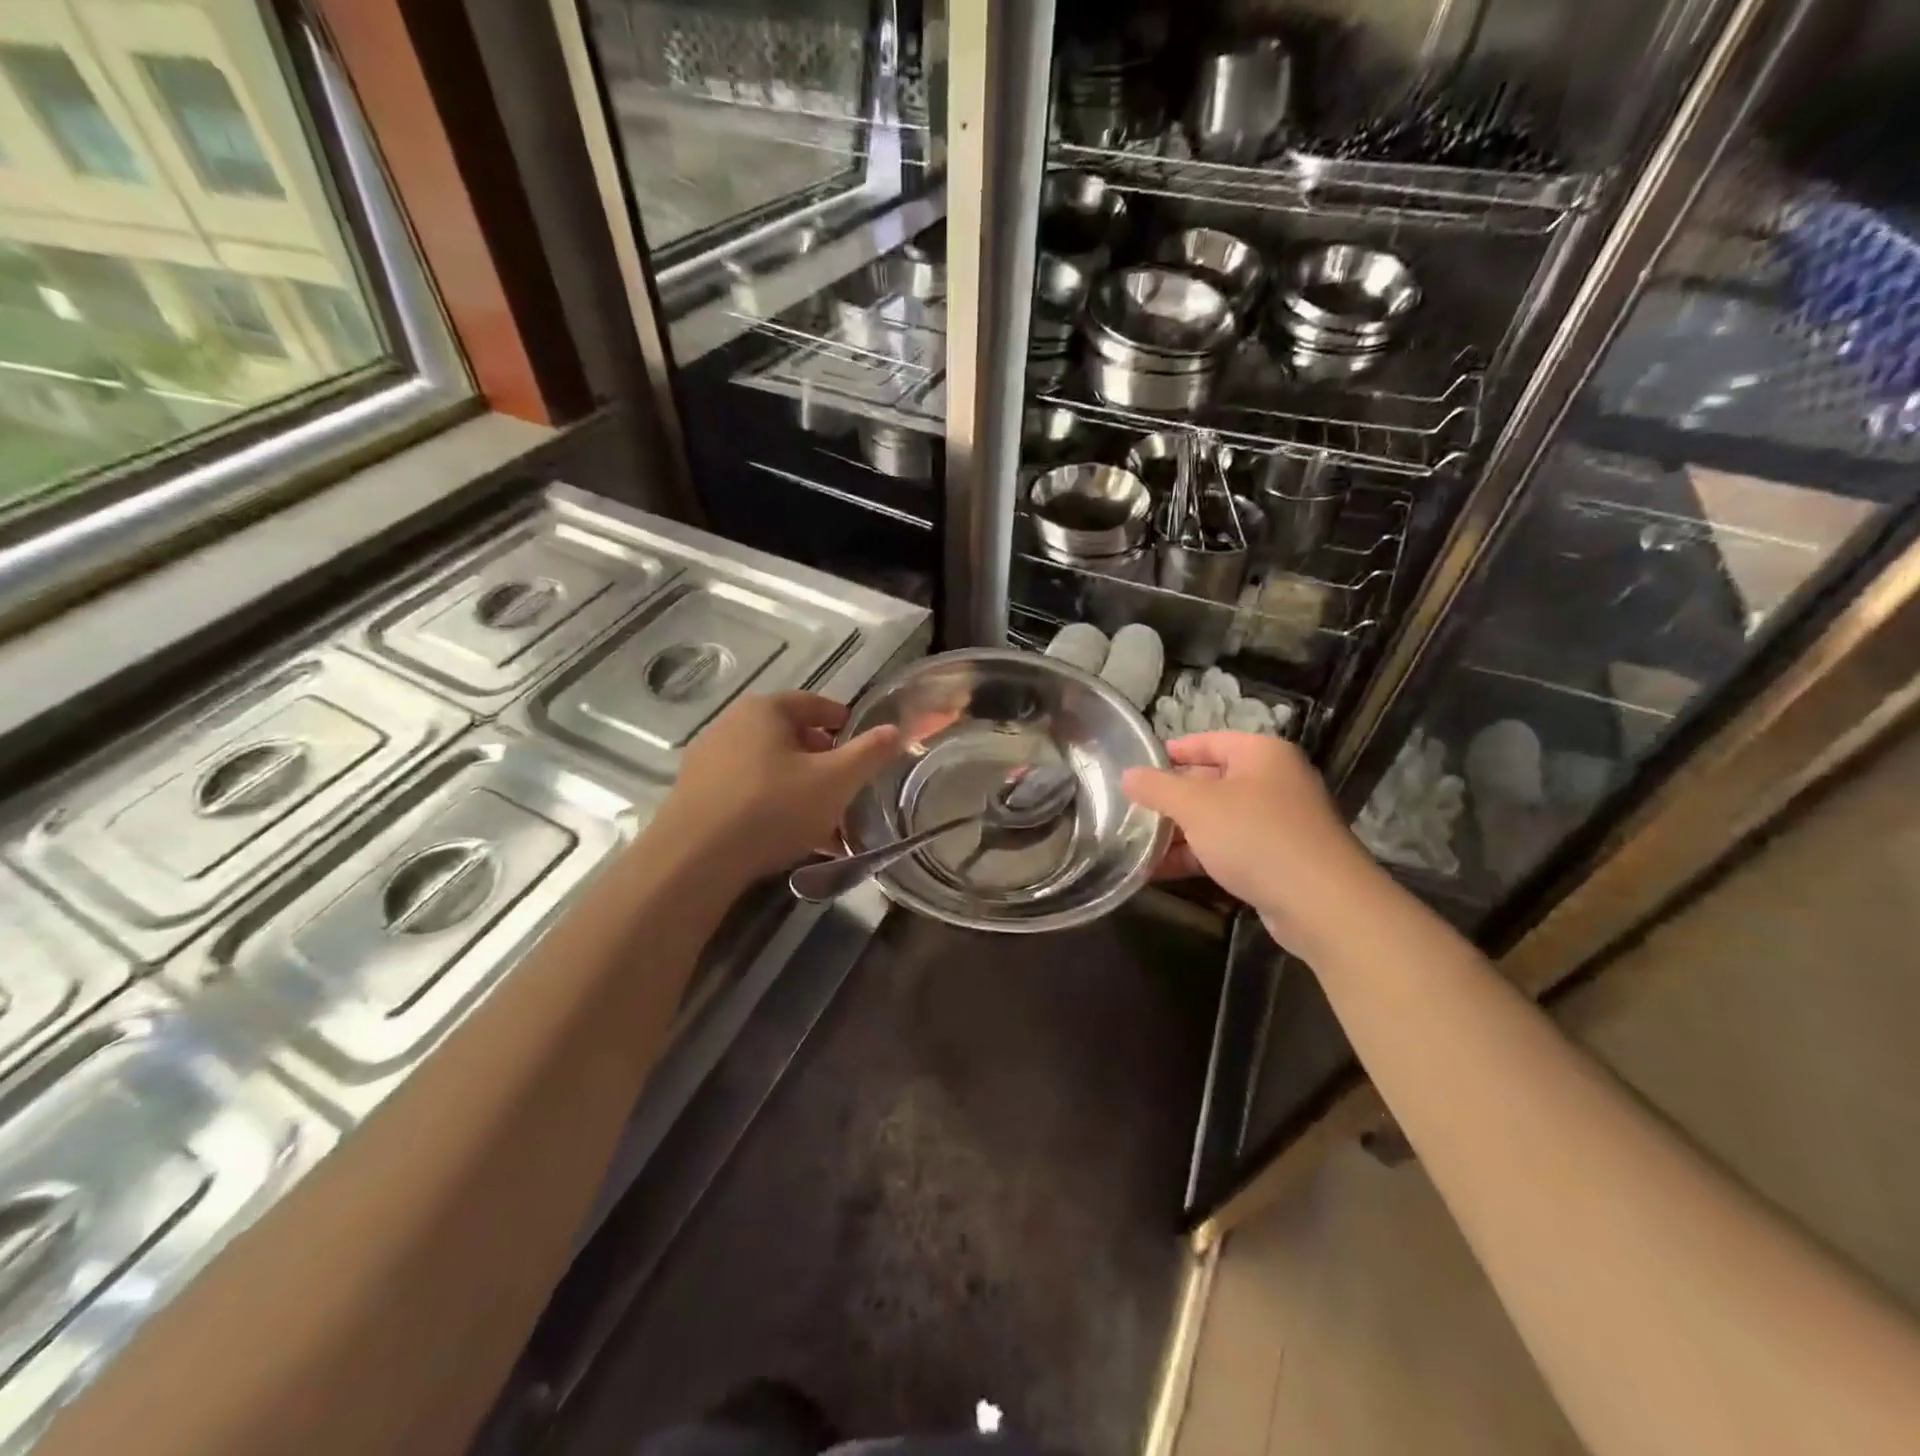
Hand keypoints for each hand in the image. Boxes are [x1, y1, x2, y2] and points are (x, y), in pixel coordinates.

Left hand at [660, 692, 901, 882]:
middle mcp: (731, 725)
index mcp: (765, 710)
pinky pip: (746, 791)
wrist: (694, 859)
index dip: (840, 719)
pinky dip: (771, 804)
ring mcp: (708, 760)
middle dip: (820, 757)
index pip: (812, 703)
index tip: (859, 740)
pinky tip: (788, 836)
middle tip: (844, 782)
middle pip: (788, 735)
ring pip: (768, 767)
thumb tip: (895, 730)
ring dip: (797, 785)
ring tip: (822, 817)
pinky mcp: (695, 794)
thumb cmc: (773, 808)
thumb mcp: (836, 781)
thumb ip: (869, 753)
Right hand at [1121, 732, 1385, 955]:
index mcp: (1261, 754)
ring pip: (1217, 819)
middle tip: (1131, 810)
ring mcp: (1278, 822)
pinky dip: (1197, 857)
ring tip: (1137, 844)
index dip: (1171, 752)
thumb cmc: (1256, 836)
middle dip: (1170, 799)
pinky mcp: (1277, 860)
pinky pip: (1228, 849)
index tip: (1137, 768)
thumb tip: (1127, 775)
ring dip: (1179, 833)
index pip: (1208, 741)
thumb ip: (1157, 787)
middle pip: (1210, 781)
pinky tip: (1160, 872)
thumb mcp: (1196, 806)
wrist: (1322, 903)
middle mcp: (1273, 782)